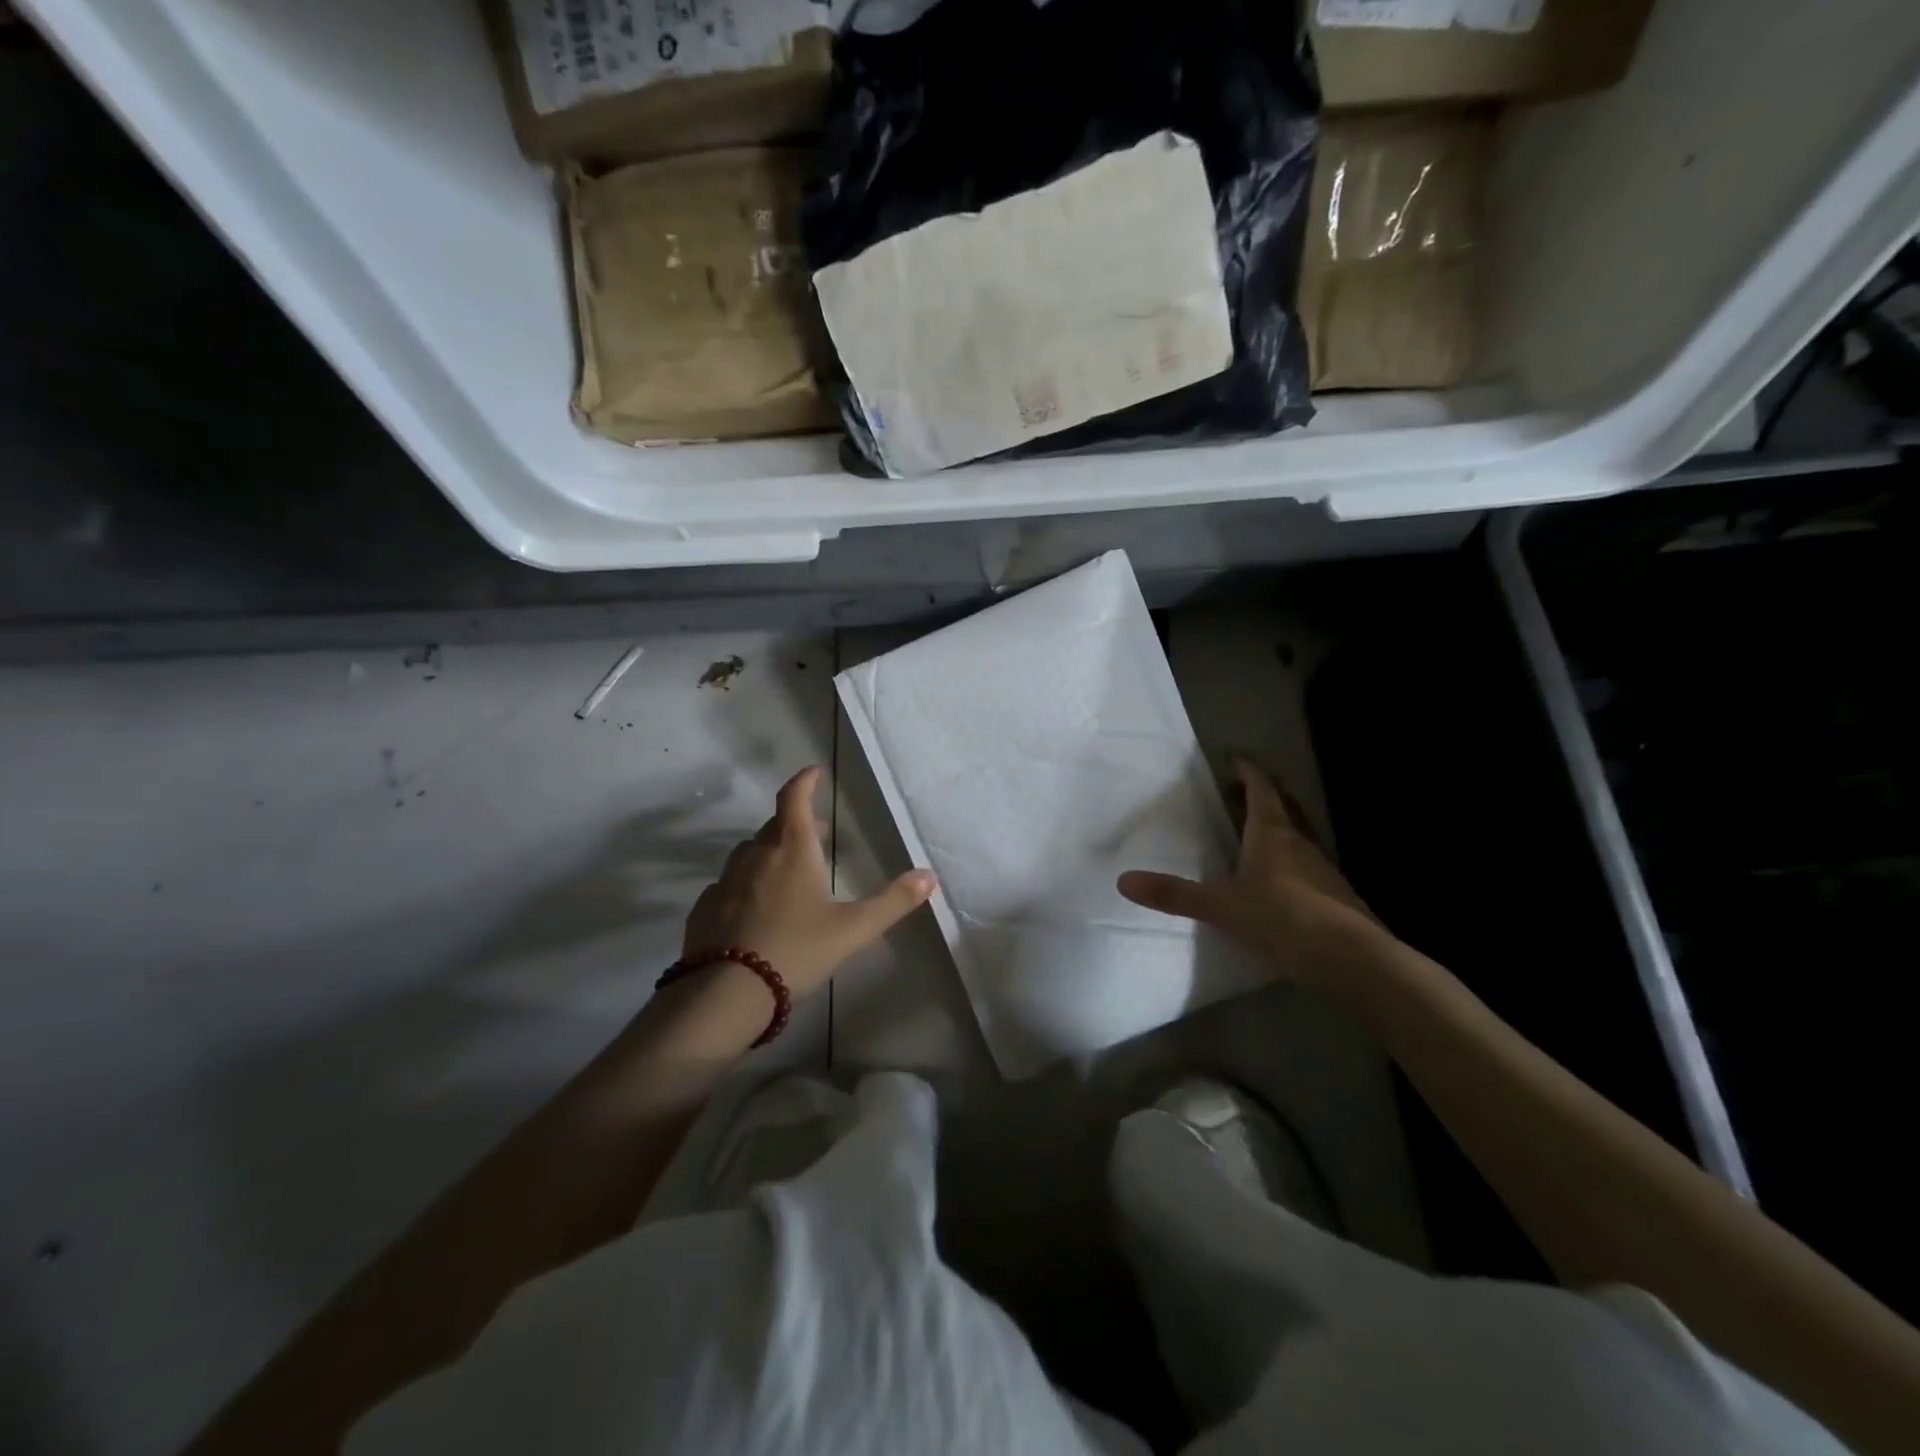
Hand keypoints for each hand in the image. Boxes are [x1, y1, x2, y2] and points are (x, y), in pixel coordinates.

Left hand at [681, 766, 936, 999]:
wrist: (725, 993)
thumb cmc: (796, 950)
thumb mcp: (853, 929)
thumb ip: (892, 902)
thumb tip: (930, 876)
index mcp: (791, 850)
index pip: (793, 799)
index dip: (804, 782)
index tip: (814, 772)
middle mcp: (755, 856)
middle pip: (774, 826)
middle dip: (796, 822)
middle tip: (817, 831)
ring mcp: (725, 882)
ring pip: (750, 854)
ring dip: (770, 851)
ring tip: (787, 869)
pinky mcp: (704, 909)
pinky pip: (729, 884)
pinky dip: (746, 884)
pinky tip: (753, 908)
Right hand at [1118, 756, 1379, 983]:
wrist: (1353, 960)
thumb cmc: (1284, 920)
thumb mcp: (1222, 907)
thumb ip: (1175, 894)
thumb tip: (1124, 881)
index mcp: (1272, 833)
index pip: (1261, 788)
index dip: (1246, 769)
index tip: (1231, 756)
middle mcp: (1300, 842)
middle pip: (1281, 806)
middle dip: (1258, 794)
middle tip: (1234, 791)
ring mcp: (1321, 868)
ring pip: (1295, 834)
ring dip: (1273, 826)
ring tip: (1249, 832)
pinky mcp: (1334, 894)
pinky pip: (1304, 862)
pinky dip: (1286, 858)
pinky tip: (1274, 880)